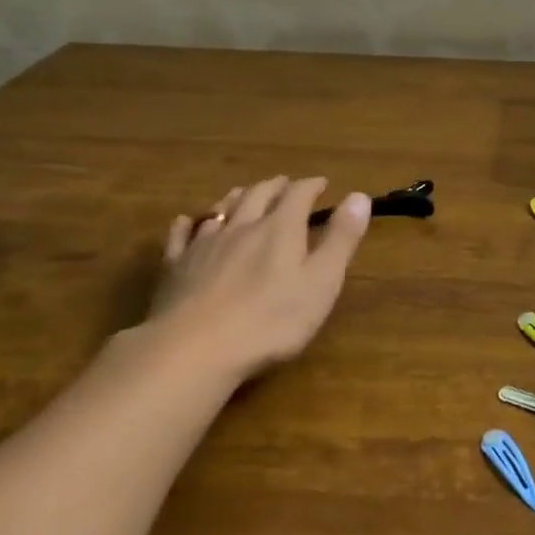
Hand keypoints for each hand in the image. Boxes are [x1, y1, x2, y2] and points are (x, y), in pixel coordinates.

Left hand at [147, 175, 370, 382]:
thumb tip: (359, 196)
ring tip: (244, 193)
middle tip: (286, 184)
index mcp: (280, 229)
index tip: (323, 183)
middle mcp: (241, 227)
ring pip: (221, 210)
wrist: (194, 350)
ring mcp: (204, 246)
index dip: (311, 186)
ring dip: (237, 197)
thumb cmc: (271, 320)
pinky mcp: (175, 268)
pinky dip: (189, 223)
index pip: (298, 194)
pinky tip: (187, 222)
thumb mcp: (322, 282)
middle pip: (258, 195)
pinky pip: (181, 236)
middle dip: (275, 186)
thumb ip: (341, 239)